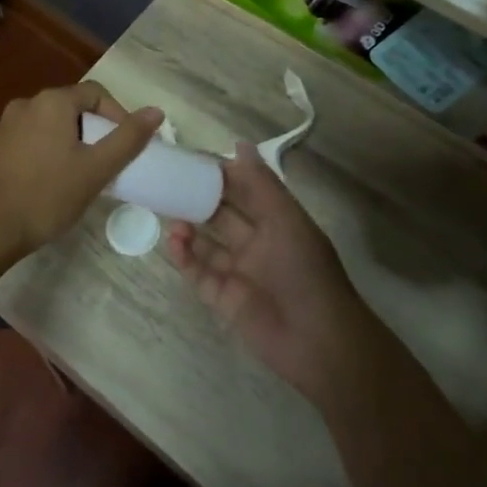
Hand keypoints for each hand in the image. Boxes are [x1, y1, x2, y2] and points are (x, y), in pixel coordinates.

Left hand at [0, 82, 162, 267]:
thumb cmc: (47, 196)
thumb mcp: (96, 169)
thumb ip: (128, 138)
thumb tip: (156, 111)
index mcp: (51, 101)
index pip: (96, 93)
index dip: (118, 116)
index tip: (127, 147)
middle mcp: (25, 104)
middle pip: (72, 107)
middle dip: (94, 130)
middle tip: (107, 163)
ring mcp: (5, 125)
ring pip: (50, 125)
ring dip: (71, 142)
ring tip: (82, 174)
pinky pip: (30, 139)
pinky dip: (48, 151)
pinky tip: (51, 181)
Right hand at [166, 145, 380, 402]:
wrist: (319, 342)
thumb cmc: (306, 271)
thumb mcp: (286, 219)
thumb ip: (261, 183)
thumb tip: (238, 144)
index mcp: (276, 221)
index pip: (243, 190)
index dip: (219, 175)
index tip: (190, 159)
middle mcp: (257, 244)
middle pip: (221, 214)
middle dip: (196, 199)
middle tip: (167, 183)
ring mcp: (240, 272)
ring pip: (207, 243)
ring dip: (187, 228)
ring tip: (168, 214)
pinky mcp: (225, 298)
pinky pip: (199, 273)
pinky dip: (184, 257)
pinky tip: (173, 241)